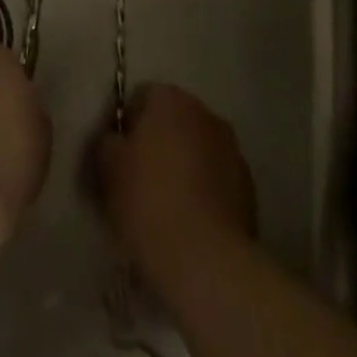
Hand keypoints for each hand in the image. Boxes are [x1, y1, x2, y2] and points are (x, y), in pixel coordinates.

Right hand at [97, 84, 256, 294]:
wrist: (204, 258)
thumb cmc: (147, 201)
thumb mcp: (107, 167)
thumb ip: (108, 141)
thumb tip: (116, 139)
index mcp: (171, 100)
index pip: (142, 98)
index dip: (126, 126)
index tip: (117, 157)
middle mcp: (206, 114)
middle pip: (173, 121)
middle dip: (158, 143)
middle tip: (138, 179)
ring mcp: (232, 149)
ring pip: (197, 149)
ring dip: (183, 165)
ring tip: (165, 204)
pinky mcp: (248, 186)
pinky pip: (216, 178)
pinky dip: (204, 190)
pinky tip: (190, 221)